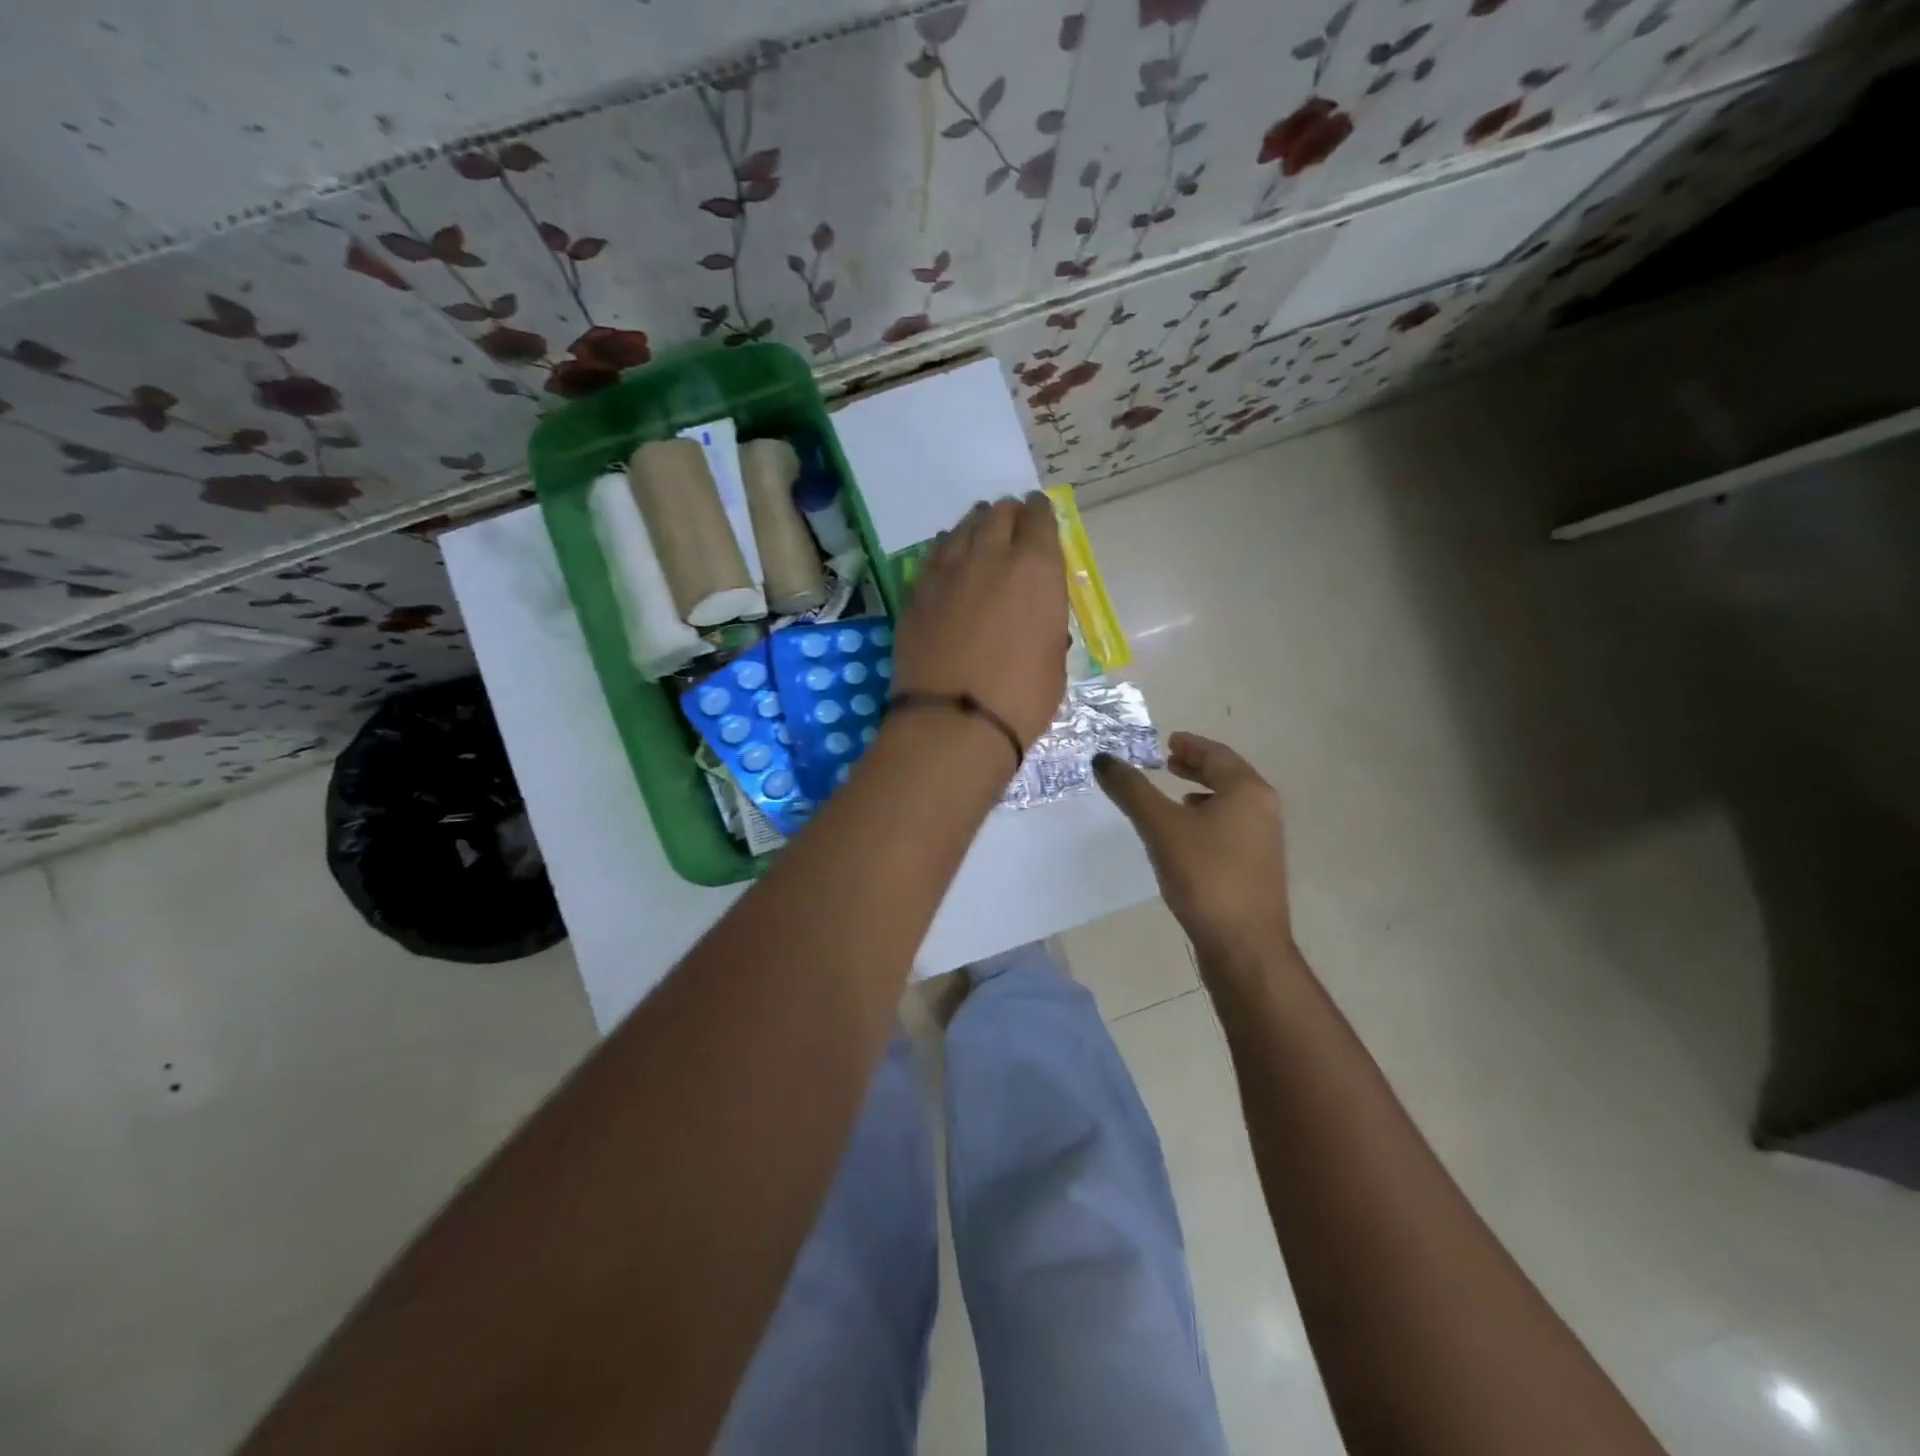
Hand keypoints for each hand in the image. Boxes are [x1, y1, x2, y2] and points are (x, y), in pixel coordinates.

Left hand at [893, 494, 1068, 750]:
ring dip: (975, 528)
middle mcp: (990, 556)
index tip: (1039, 515)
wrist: (953, 722)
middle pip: (998, 514)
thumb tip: (1034, 612)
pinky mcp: (916, 591)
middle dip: (1008, 516)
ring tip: (979, 536)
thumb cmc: (1021, 698)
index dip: (1040, 514)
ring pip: (961, 529)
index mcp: (1036, 568)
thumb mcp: (1054, 658)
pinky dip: (946, 552)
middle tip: (1010, 526)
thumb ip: (1046, 620)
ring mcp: (947, 571)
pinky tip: (948, 562)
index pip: (1040, 518)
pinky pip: (934, 555)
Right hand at [1095, 732, 1293, 965]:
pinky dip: (1210, 818)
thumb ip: (1131, 790)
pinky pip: (1232, 827)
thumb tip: (1102, 759)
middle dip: (1198, 767)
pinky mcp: (1258, 867)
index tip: (1169, 741)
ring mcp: (1265, 840)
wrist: (1244, 944)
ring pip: (1231, 803)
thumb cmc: (1205, 874)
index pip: (1217, 754)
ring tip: (1176, 795)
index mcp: (1247, 790)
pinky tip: (1188, 836)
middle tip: (1168, 762)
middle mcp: (1263, 808)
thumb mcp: (1160, 826)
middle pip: (1228, 776)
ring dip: (1203, 793)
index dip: (1191, 745)